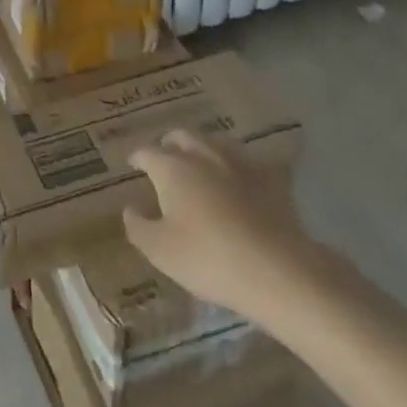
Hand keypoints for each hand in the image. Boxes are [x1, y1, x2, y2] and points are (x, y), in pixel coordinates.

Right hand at [123, 130, 312, 323]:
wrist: (276, 270)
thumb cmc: (208, 258)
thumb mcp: (159, 250)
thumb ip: (138, 225)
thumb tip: (130, 207)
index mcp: (172, 168)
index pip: (147, 151)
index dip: (137, 156)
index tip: (133, 162)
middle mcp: (203, 155)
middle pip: (182, 136)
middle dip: (169, 143)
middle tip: (163, 155)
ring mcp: (239, 163)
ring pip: (215, 143)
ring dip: (202, 149)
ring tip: (199, 163)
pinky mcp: (270, 178)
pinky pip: (248, 162)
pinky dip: (237, 166)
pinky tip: (239, 178)